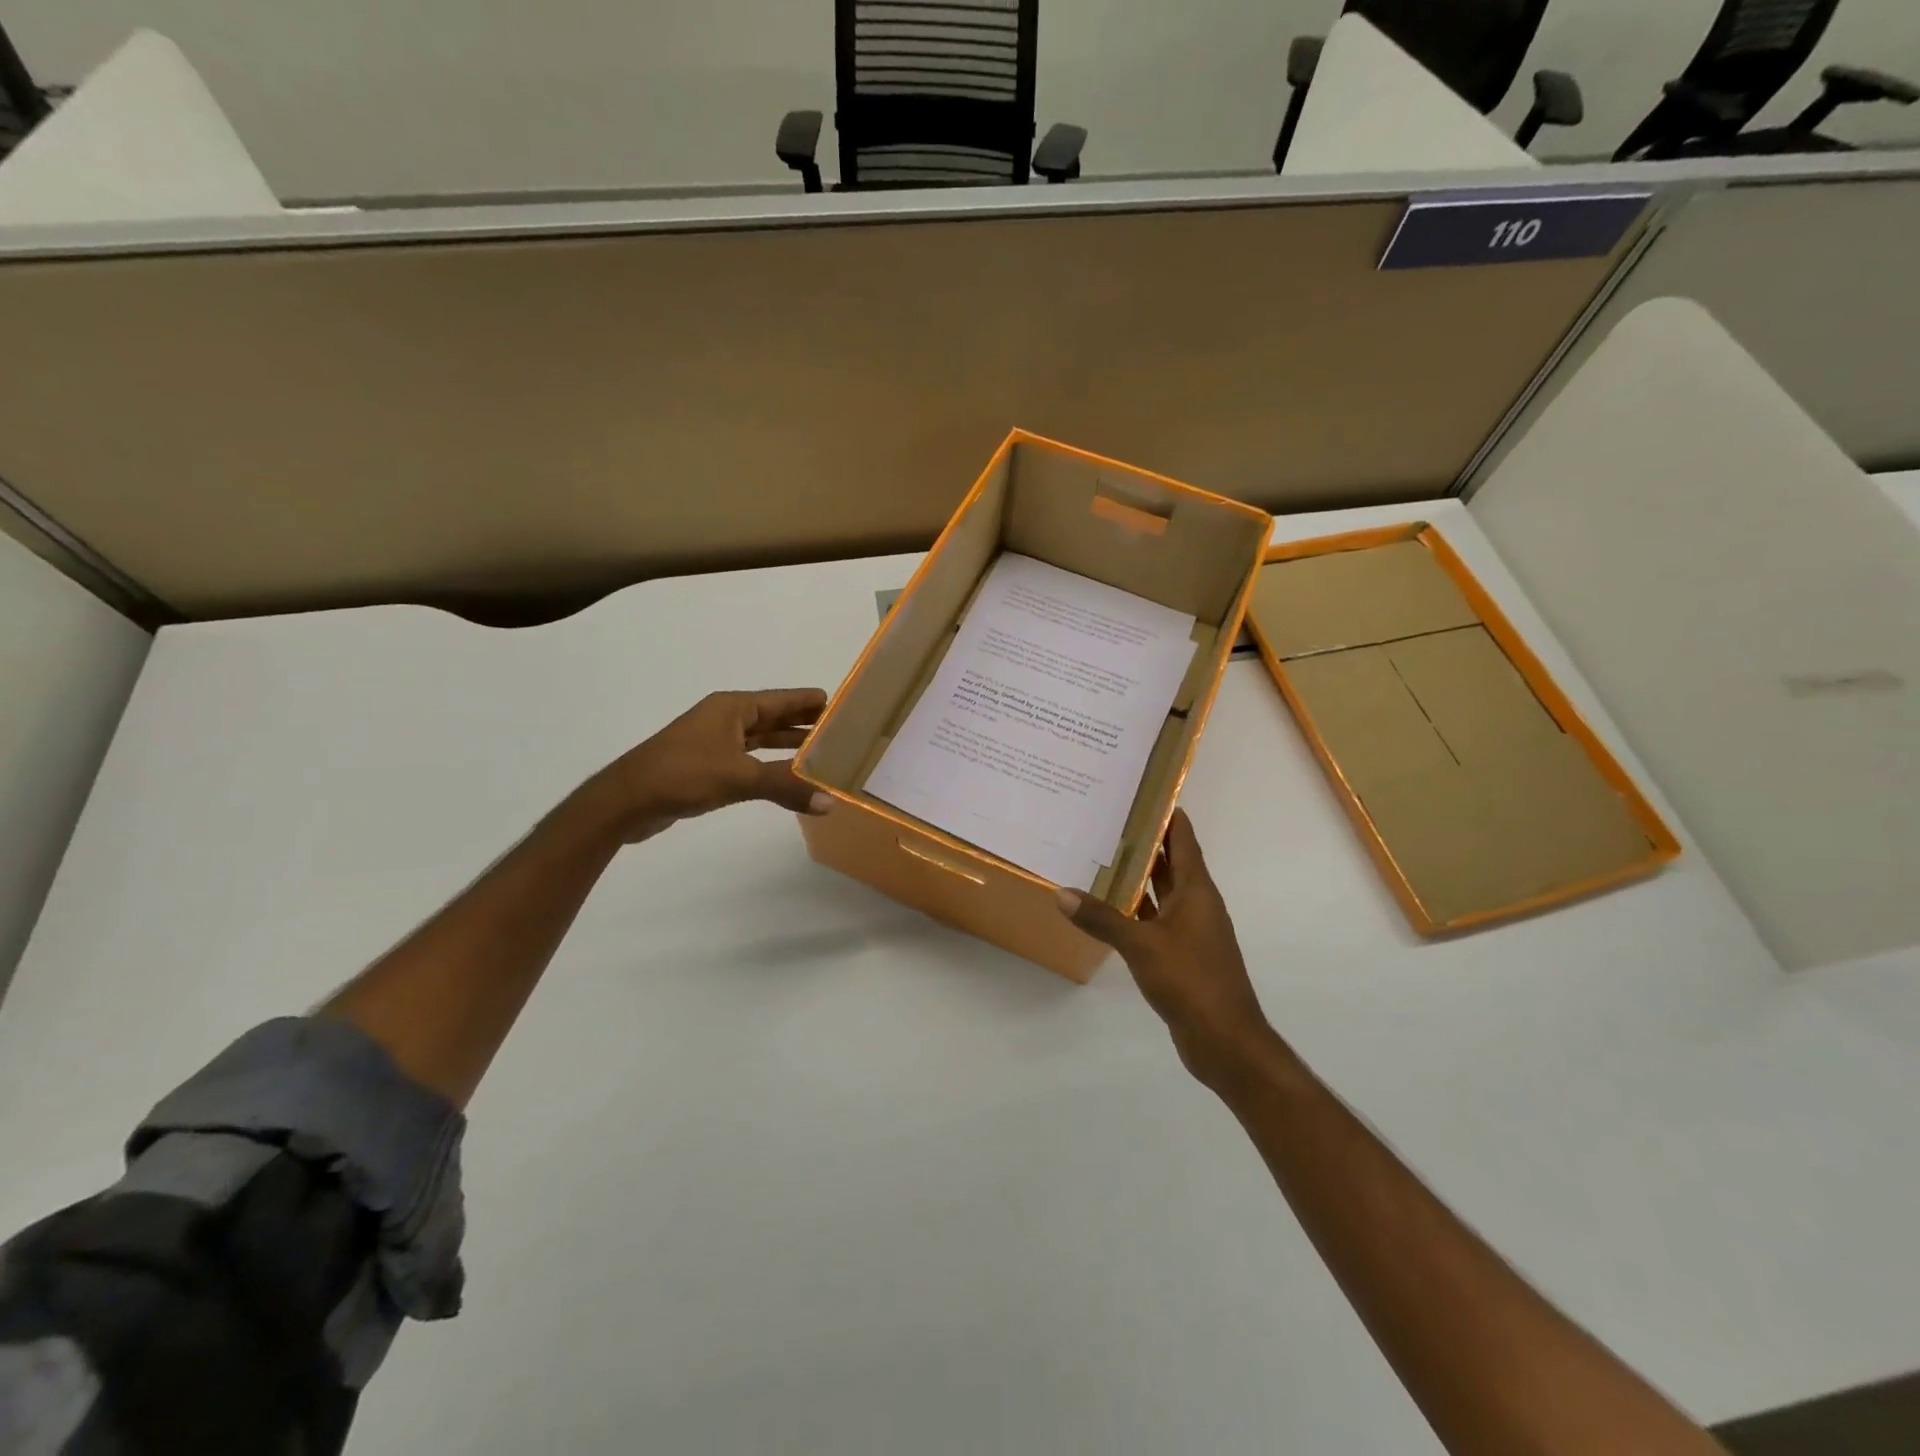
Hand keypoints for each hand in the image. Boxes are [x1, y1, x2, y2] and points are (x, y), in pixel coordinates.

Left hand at [589, 689, 832, 842]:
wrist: (627, 800)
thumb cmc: (684, 774)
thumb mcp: (740, 777)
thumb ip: (786, 786)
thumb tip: (830, 801)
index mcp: (733, 708)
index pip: (782, 700)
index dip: (810, 702)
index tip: (842, 706)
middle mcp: (726, 720)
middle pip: (773, 718)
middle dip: (804, 725)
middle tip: (841, 734)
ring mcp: (715, 743)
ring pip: (761, 741)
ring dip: (788, 747)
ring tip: (823, 755)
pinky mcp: (708, 767)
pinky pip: (749, 761)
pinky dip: (770, 767)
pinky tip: (788, 779)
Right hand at [1056, 809, 1273, 1085]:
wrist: (1225, 1041)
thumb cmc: (1191, 981)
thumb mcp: (1141, 945)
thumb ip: (1102, 918)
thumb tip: (1062, 893)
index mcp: (1197, 891)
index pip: (1183, 839)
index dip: (1166, 814)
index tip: (1140, 791)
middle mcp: (1196, 904)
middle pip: (1171, 862)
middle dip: (1144, 841)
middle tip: (1107, 818)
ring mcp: (1190, 931)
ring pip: (1161, 893)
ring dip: (1138, 876)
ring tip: (1101, 854)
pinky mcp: (1181, 955)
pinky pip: (1155, 921)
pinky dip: (1134, 910)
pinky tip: (1107, 907)